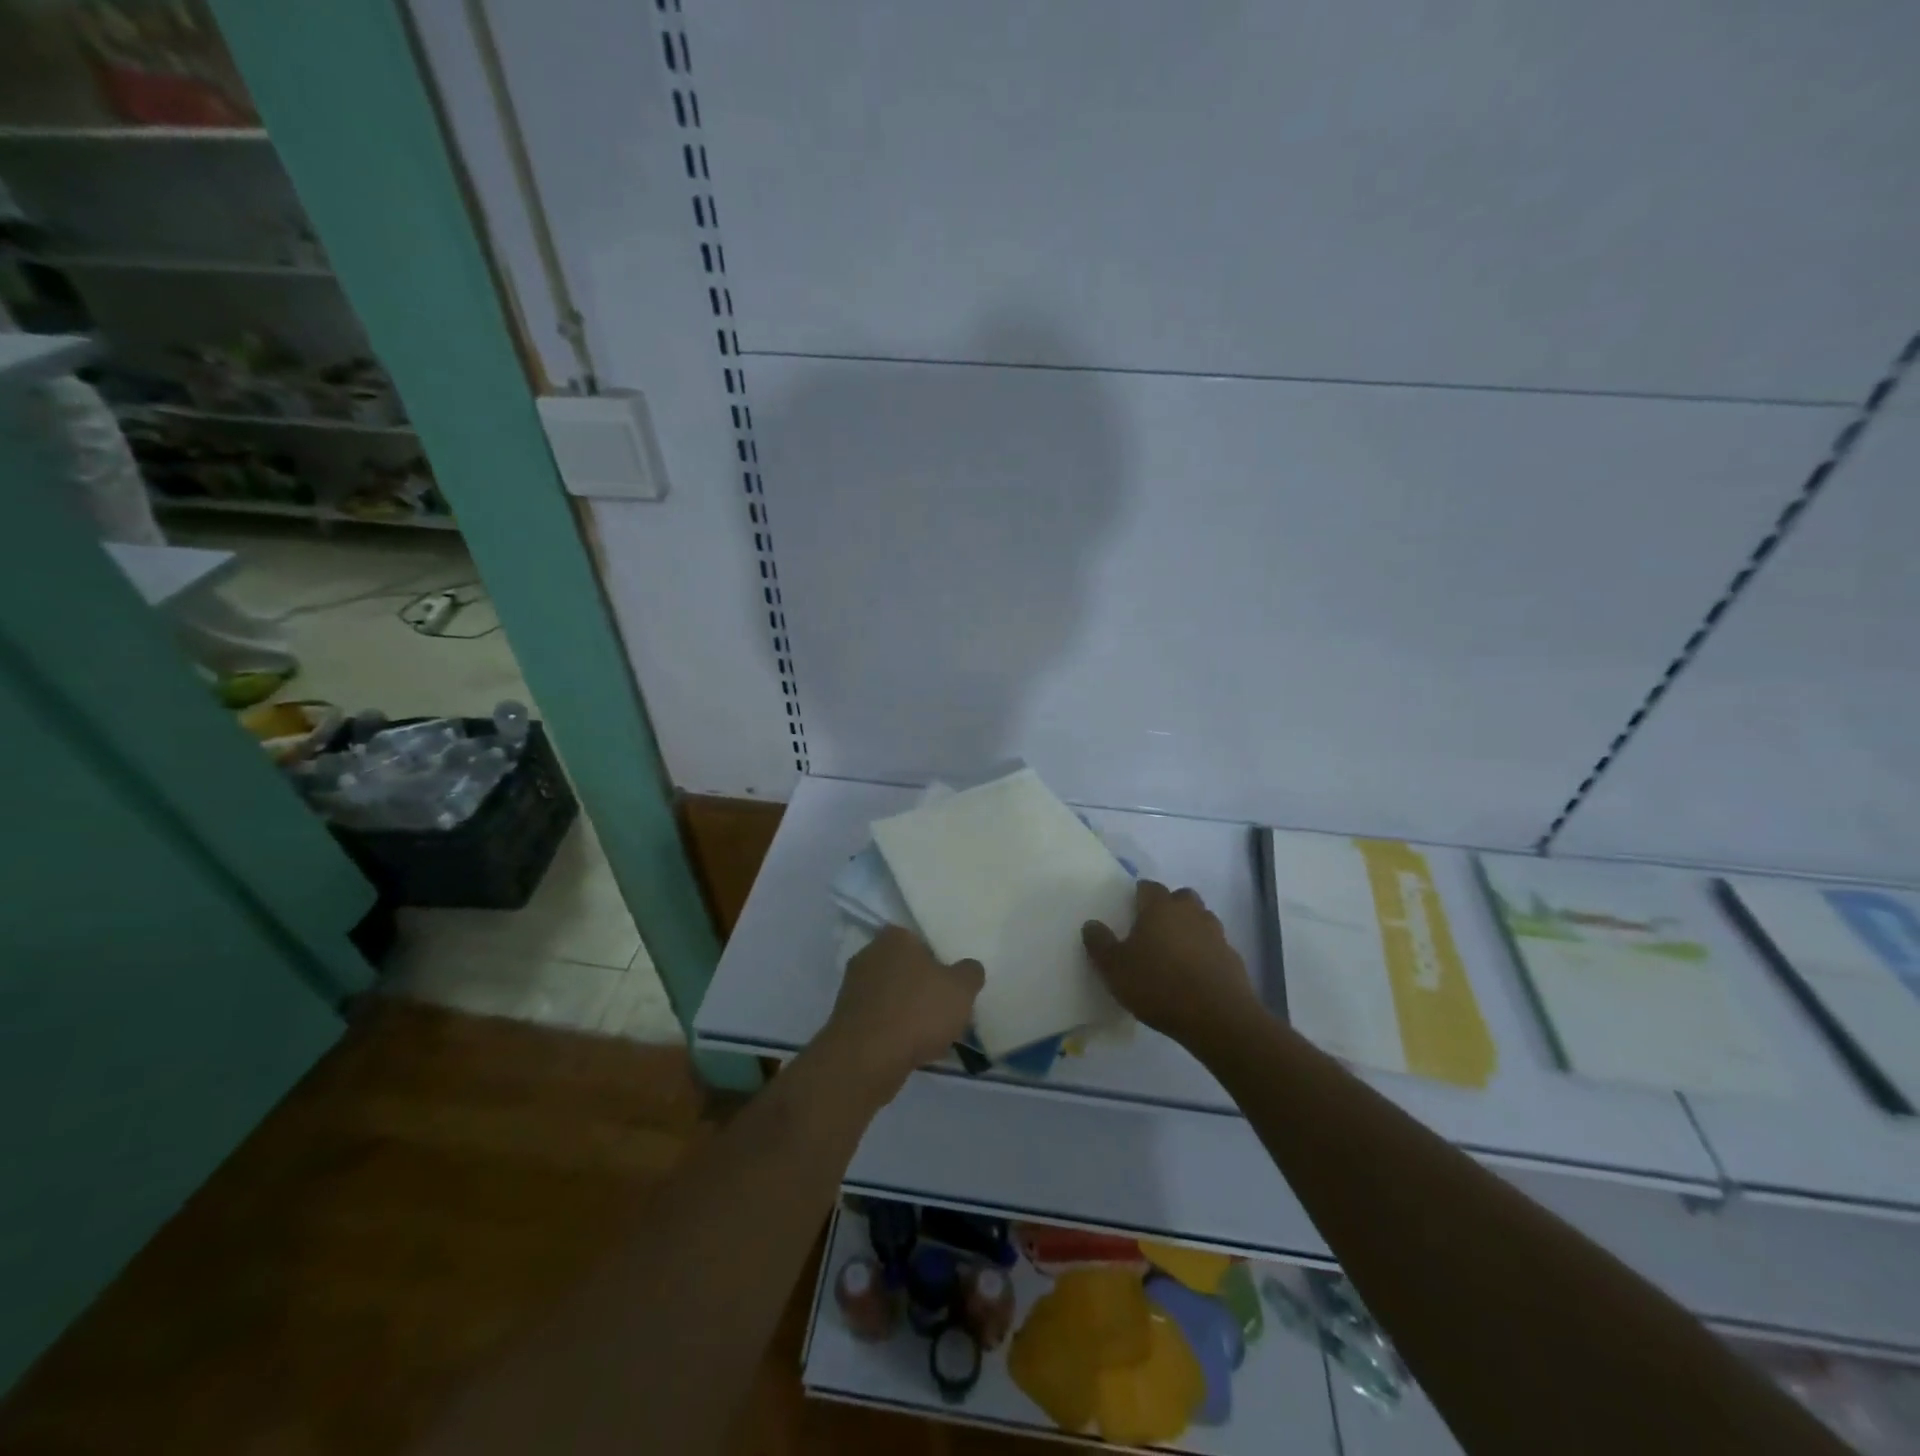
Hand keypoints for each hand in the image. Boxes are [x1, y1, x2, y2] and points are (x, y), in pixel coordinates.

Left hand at [819, 925, 984, 1101]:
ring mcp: (852, 986)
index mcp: (894, 937)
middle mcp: (868, 954)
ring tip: (929, 1036)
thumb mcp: (961, 989)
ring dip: (907, 1011)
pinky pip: (878, 1018)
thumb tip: (969, 968)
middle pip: (904, 968)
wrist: (867, 1057)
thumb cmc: (918, 1011)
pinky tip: (908, 1048)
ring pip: (891, 995)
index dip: (938, 961)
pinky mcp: (844, 1018)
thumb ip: (970, 972)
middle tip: (943, 1009)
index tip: (950, 984)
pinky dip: (892, 1030)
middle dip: (921, 987)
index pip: (920, 941)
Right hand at [1082, 880, 1257, 1048]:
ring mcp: (1216, 934)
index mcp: (1160, 908)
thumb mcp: (1114, 969)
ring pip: (1201, 919)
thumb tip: (1091, 924)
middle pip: (1181, 897)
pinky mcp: (1233, 958)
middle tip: (1154, 929)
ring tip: (1175, 953)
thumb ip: (1099, 943)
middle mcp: (1190, 913)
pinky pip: (1215, 946)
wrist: (1217, 1017)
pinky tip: (1195, 975)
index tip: (1130, 910)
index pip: (1149, 887)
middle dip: (1169, 907)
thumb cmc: (1159, 985)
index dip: (1139, 895)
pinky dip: (1206, 953)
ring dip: (1190, 928)